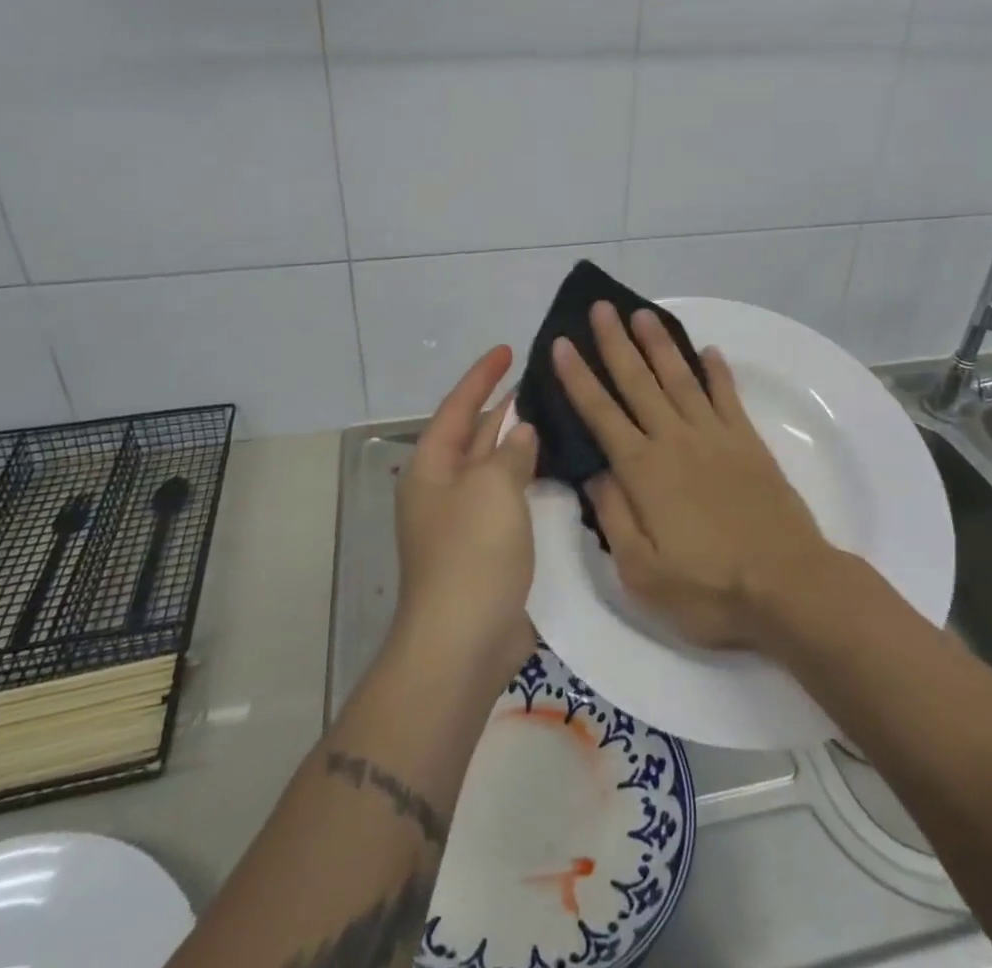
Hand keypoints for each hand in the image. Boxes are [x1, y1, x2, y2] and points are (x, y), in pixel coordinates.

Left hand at [393, 346, 540, 682]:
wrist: (463, 642)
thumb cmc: (471, 553)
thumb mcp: (491, 488)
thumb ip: (510, 452)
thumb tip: (521, 432)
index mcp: (432, 467)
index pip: (457, 406)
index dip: (482, 376)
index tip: (508, 348)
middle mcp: (445, 488)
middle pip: (475, 434)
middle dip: (504, 407)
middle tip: (542, 381)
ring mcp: (466, 520)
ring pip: (496, 467)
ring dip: (521, 444)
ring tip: (558, 416)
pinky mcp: (489, 548)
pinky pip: (511, 499)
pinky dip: (531, 480)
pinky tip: (559, 470)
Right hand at [553, 303, 838, 650]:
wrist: (788, 586)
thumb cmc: (710, 588)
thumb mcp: (642, 572)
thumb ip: (614, 517)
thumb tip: (594, 473)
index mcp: (644, 471)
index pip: (601, 413)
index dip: (578, 377)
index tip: (562, 344)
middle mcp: (675, 440)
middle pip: (638, 382)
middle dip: (616, 343)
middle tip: (601, 308)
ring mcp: (715, 436)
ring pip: (680, 378)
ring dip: (659, 344)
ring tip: (643, 314)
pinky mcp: (748, 442)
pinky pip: (727, 396)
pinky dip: (717, 371)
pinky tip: (709, 351)